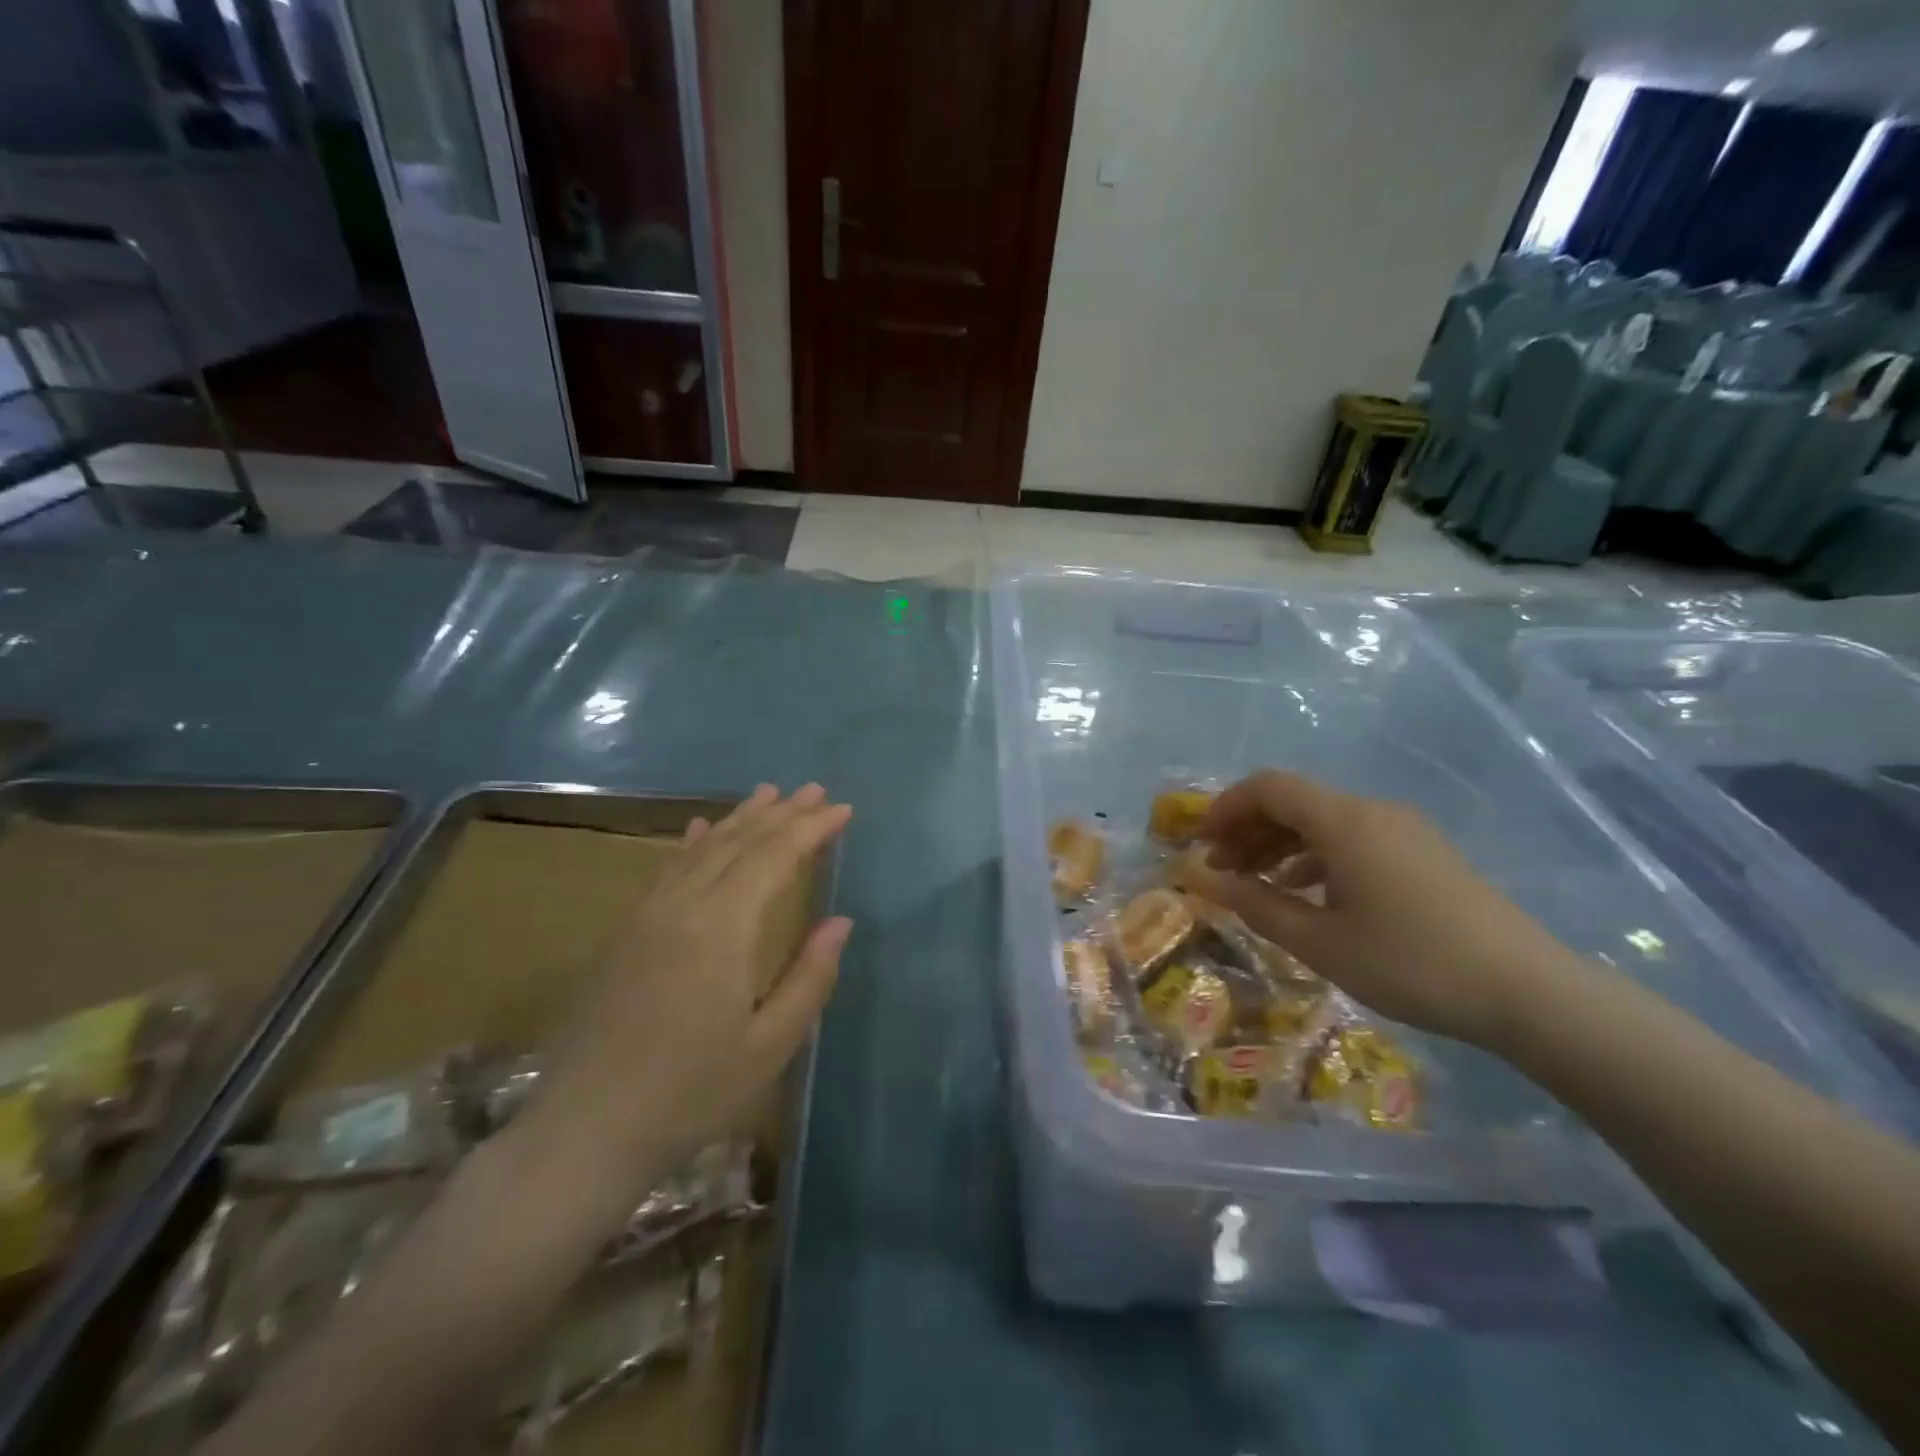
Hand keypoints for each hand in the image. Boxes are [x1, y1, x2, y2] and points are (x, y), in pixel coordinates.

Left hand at [530, 784, 852, 1193]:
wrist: (583, 1133)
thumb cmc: (689, 1095)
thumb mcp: (769, 1046)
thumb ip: (809, 977)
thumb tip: (840, 921)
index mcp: (721, 930)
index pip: (774, 858)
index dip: (811, 829)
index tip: (843, 810)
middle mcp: (682, 907)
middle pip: (738, 843)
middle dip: (781, 813)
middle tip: (815, 790)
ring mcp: (646, 916)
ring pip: (701, 849)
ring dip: (740, 818)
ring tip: (769, 794)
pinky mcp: (623, 933)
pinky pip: (666, 869)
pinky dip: (692, 842)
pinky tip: (701, 828)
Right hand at [1182, 771, 1577, 1051]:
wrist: (1529, 992)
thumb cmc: (1411, 964)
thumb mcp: (1320, 943)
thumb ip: (1256, 906)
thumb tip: (1206, 881)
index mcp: (1344, 821)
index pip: (1268, 787)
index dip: (1226, 807)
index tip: (1201, 844)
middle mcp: (1372, 811)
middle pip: (1294, 801)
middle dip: (1248, 829)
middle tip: (1221, 870)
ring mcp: (1404, 830)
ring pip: (1323, 821)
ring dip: (1280, 844)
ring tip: (1256, 884)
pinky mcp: (1424, 853)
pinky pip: (1353, 838)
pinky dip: (1316, 856)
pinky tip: (1307, 893)